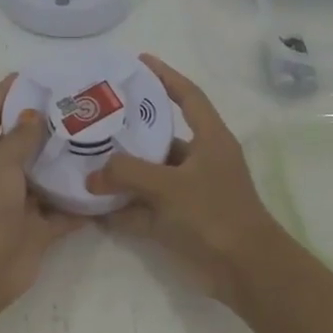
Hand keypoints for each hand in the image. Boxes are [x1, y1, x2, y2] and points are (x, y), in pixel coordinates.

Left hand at [0, 74, 81, 317]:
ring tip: (101, 136)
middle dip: (47, 124)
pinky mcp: (38, 228)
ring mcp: (18, 202)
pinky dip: (82, 202)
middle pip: (23, 142)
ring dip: (67, 162)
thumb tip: (33, 113)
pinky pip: (64, 210)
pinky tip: (108, 184)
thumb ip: (19, 137)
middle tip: (82, 104)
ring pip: (46, 176)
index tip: (34, 74)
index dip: (8, 92)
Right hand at [85, 54, 287, 304]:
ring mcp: (191, 192)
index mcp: (211, 140)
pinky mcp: (183, 221)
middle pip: (162, 137)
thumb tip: (92, 176)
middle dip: (130, 130)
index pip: (188, 96)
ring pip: (151, 175)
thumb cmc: (215, 215)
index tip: (139, 61)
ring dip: (123, 173)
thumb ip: (127, 174)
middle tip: (97, 118)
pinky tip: (95, 209)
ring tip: (86, 161)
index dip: (165, 76)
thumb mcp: (169, 187)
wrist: (246, 271)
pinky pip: (147, 208)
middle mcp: (202, 161)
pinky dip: (125, 209)